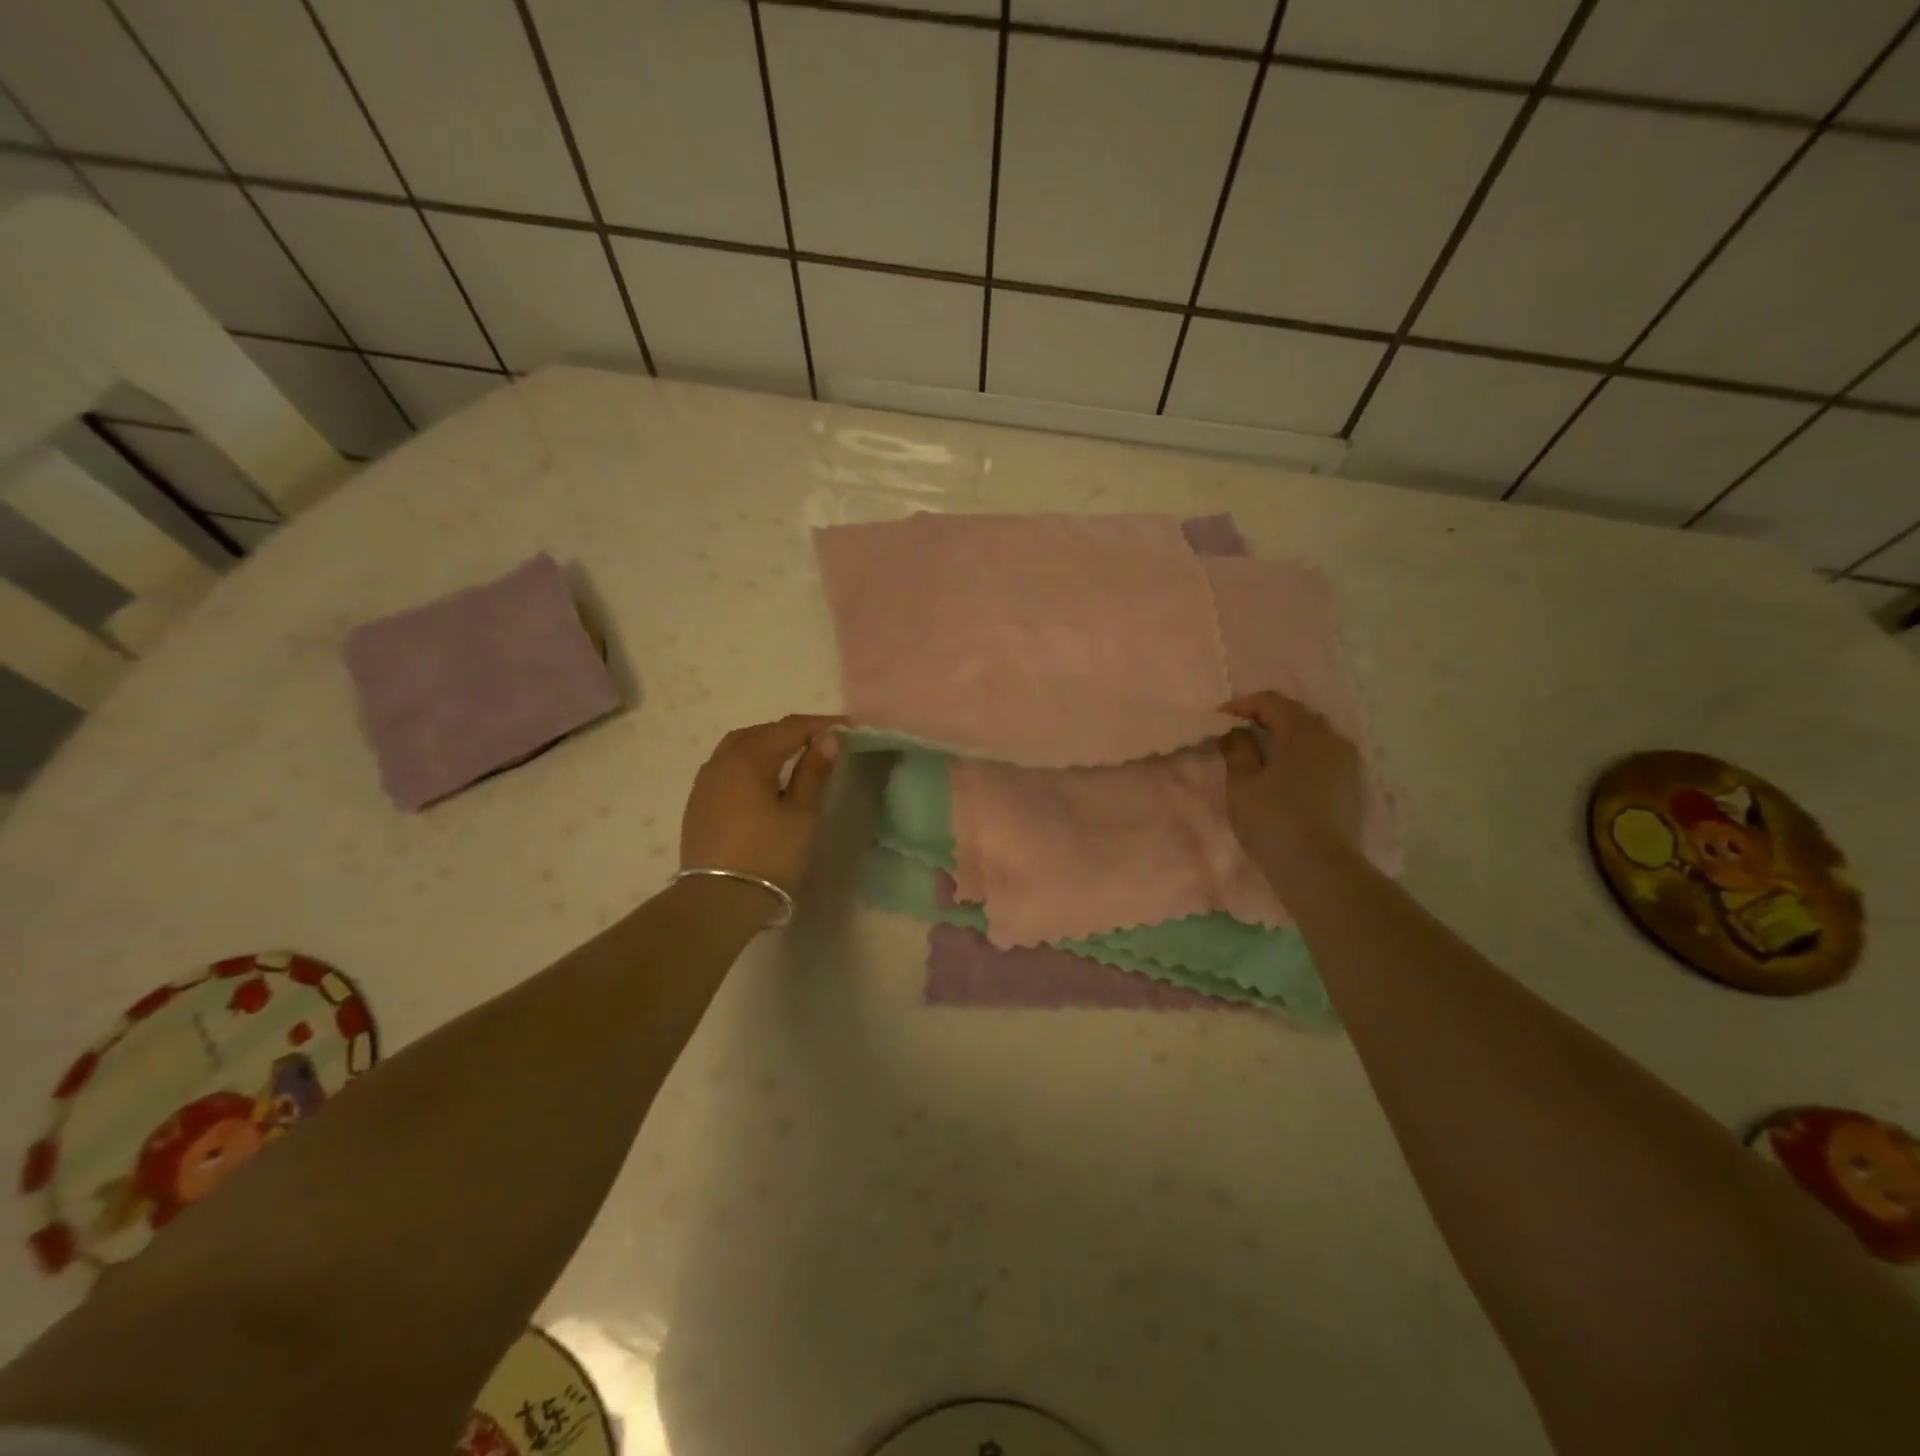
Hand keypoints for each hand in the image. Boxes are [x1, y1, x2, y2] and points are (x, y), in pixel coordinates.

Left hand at [680, 714, 844, 894]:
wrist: (718, 902)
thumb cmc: (769, 856)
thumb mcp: (801, 814)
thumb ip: (813, 772)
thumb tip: (828, 739)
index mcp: (748, 759)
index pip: (789, 728)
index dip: (820, 725)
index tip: (848, 728)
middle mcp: (720, 762)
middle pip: (759, 733)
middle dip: (791, 732)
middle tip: (820, 742)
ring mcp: (704, 783)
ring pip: (738, 748)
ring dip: (767, 745)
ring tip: (793, 757)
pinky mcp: (698, 804)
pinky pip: (726, 767)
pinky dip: (749, 762)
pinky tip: (764, 779)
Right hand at [1220, 691, 1363, 885]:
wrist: (1321, 870)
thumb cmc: (1274, 821)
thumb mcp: (1242, 785)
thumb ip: (1237, 751)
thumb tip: (1236, 733)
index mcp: (1303, 732)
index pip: (1272, 702)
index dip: (1242, 705)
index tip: (1219, 717)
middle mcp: (1331, 739)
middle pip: (1297, 715)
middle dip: (1266, 716)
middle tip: (1239, 729)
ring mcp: (1346, 763)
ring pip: (1313, 735)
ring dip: (1286, 735)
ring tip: (1261, 750)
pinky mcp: (1351, 785)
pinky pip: (1323, 755)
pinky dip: (1301, 754)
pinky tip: (1284, 771)